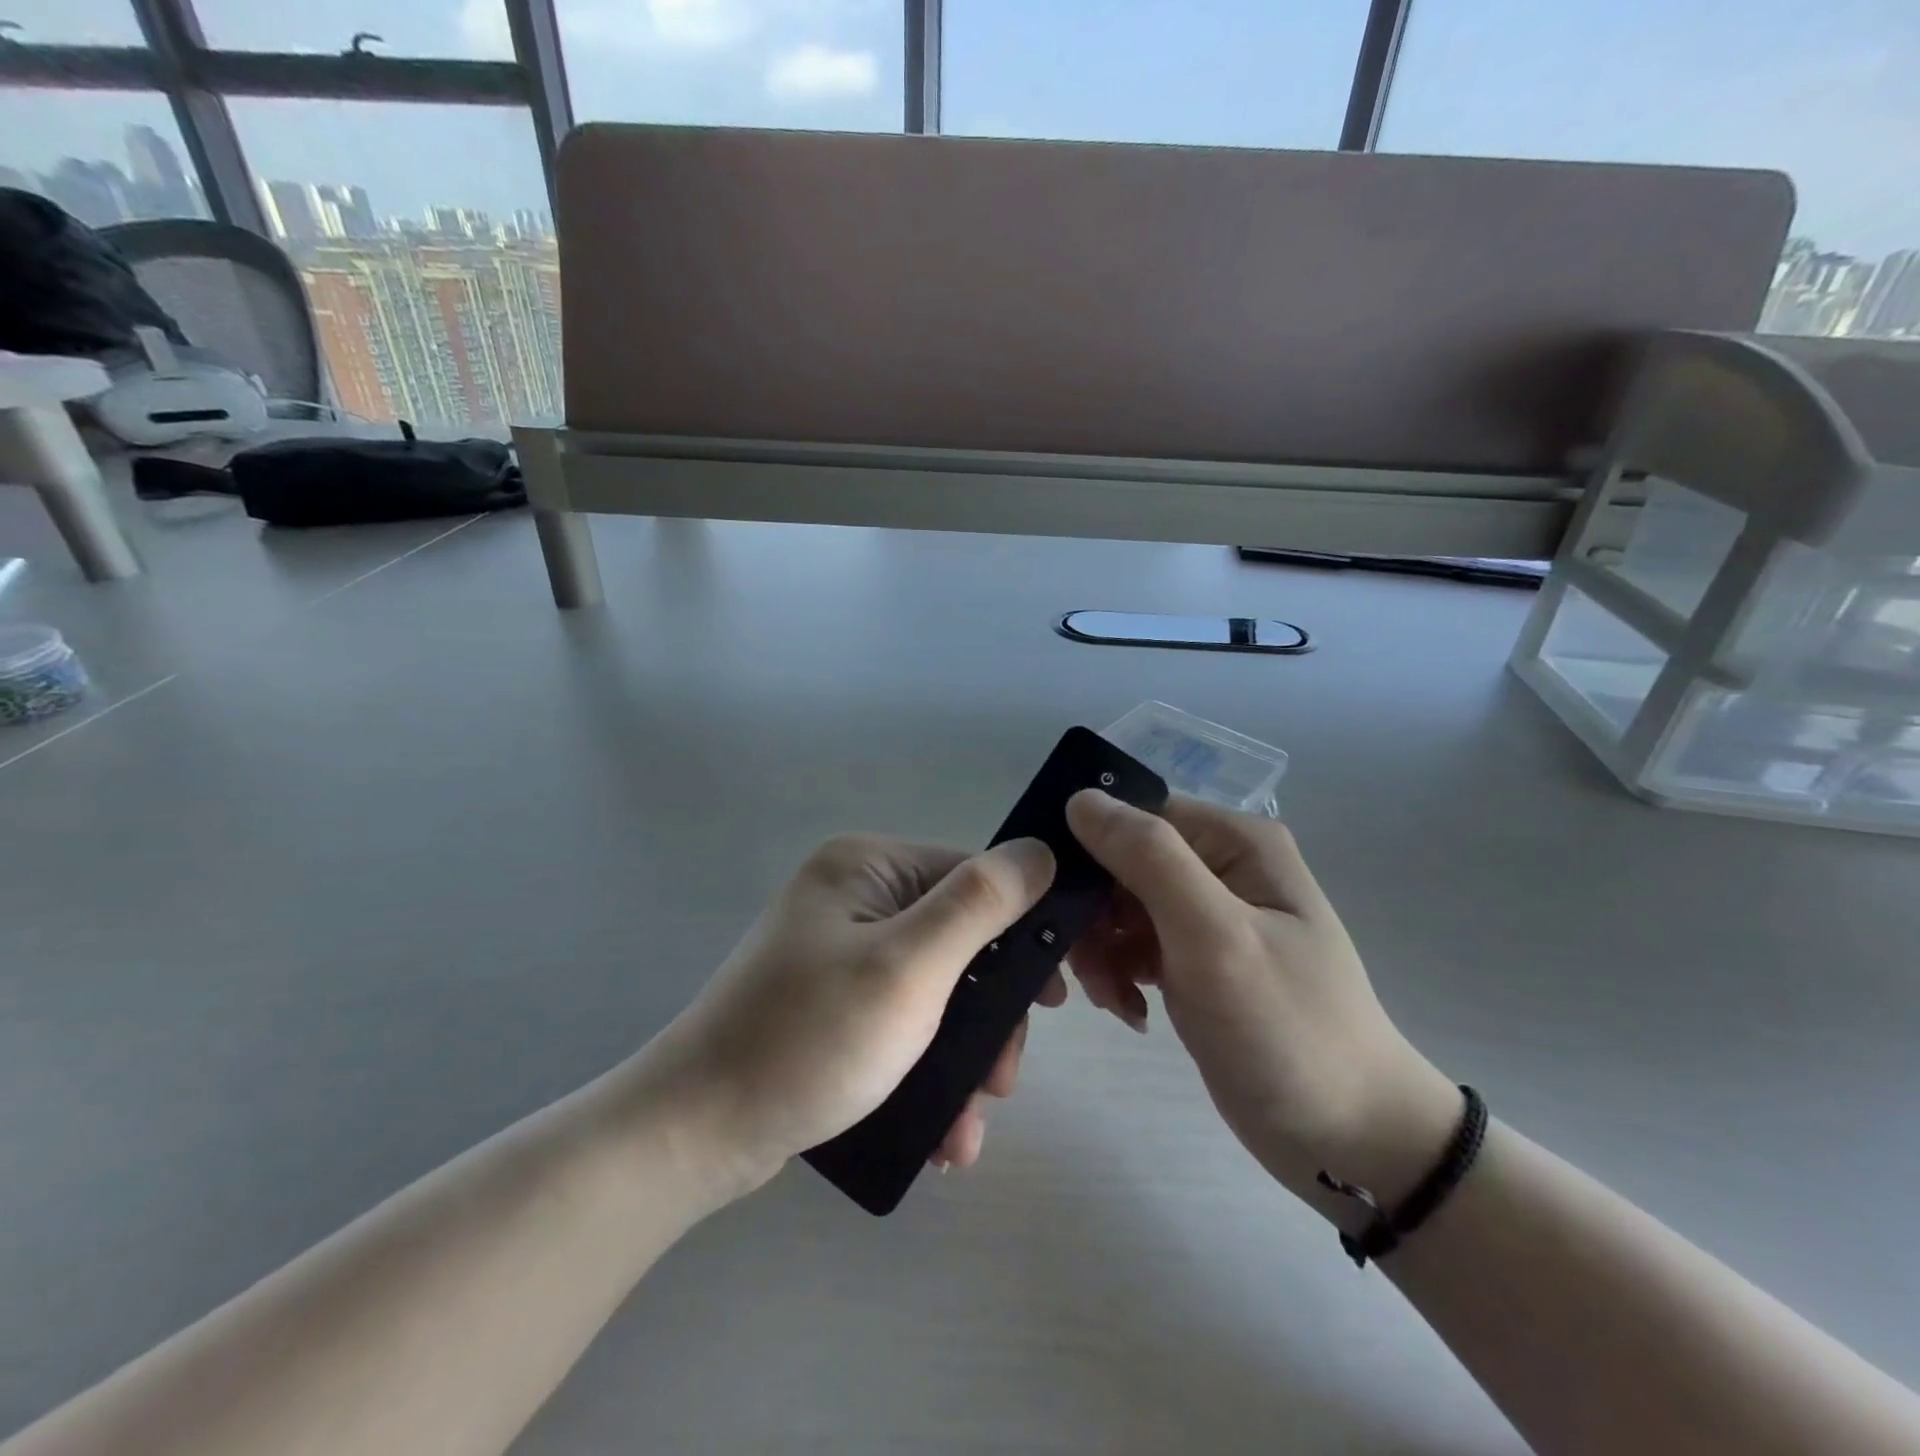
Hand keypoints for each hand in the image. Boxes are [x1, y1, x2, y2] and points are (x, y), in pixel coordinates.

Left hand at [646, 833, 1059, 1194]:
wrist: (696, 1135)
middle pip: (958, 940)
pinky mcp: (833, 1002)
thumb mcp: (909, 966)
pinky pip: (903, 1021)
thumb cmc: (811, 1039)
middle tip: (1001, 1084)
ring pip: (937, 991)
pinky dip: (928, 1070)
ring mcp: (841, 951)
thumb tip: (1042, 851)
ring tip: (966, 1128)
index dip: (1020, 933)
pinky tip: (942, 1131)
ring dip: (964, 1059)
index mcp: (868, 866)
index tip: (1054, 1000)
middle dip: (989, 1017)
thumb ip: (980, 904)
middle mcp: (855, 896)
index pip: (972, 877)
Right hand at [1065, 791, 1459, 1209]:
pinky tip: (1130, 1011)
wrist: (1349, 1138)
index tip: (1055, 899)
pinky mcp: (1195, 959)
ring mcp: (1208, 915)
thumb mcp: (1215, 936)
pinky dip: (1119, 974)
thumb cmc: (1286, 1030)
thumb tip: (1080, 798)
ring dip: (1101, 951)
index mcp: (1234, 841)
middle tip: (1086, 970)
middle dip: (1093, 914)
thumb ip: (1149, 860)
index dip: (1090, 848)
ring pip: (1119, 907)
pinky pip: (1133, 945)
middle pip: (1121, 863)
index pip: (1137, 816)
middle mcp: (1220, 866)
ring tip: (1112, 999)